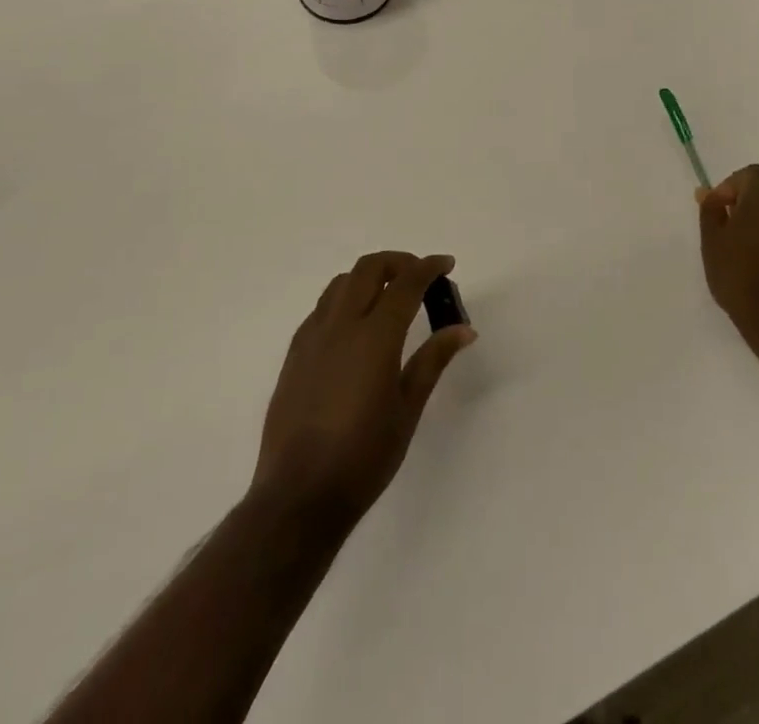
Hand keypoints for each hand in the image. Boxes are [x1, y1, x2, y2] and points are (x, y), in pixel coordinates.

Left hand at [253, 252, 475, 526]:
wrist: (298, 495)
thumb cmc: (364, 457)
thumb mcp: (408, 409)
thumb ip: (433, 360)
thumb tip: (463, 329)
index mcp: (375, 337)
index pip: (405, 283)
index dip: (428, 267)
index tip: (446, 264)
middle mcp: (341, 325)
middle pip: (368, 268)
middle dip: (398, 262)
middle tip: (420, 276)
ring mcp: (313, 337)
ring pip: (341, 283)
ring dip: (368, 277)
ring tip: (388, 296)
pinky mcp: (295, 353)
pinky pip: (322, 308)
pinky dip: (345, 299)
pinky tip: (356, 327)